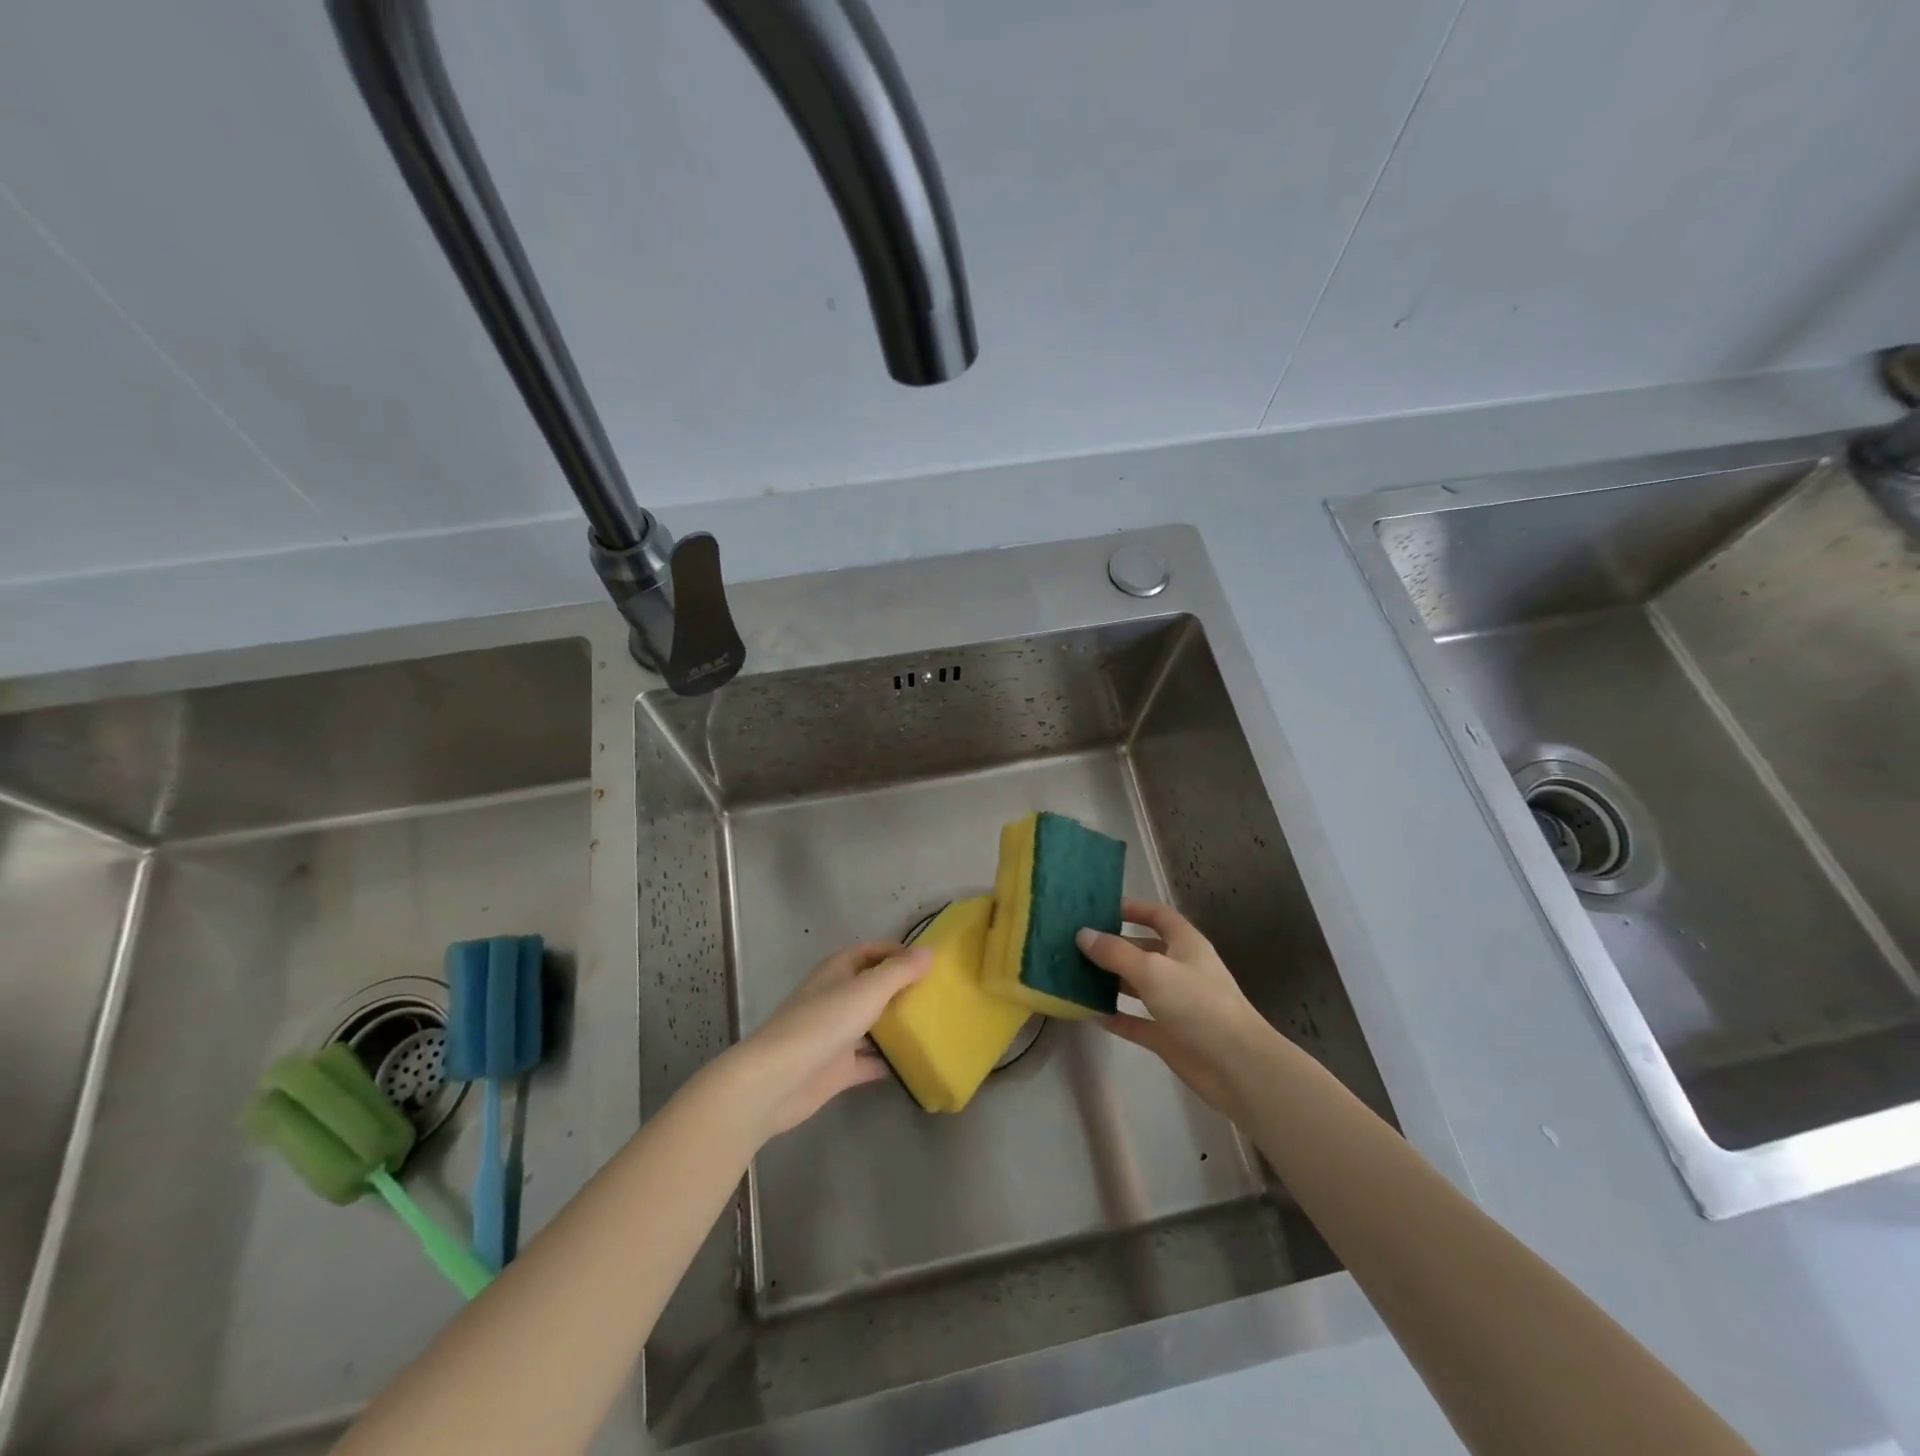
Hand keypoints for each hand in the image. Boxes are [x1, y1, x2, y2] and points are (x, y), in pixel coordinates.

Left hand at [721, 942, 930, 1139]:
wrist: (777, 1080)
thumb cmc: (822, 1023)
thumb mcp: (867, 990)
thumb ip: (899, 971)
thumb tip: (929, 952)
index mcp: (838, 971)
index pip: (872, 952)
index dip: (898, 953)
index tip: (931, 962)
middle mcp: (836, 998)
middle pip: (873, 988)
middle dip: (902, 989)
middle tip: (940, 994)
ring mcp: (836, 1034)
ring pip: (873, 1025)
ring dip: (898, 1026)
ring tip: (936, 1025)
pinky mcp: (837, 1069)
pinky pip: (870, 1061)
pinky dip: (890, 1062)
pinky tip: (918, 1063)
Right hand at [1076, 898, 1274, 1119]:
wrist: (1237, 1067)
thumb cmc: (1198, 1005)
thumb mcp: (1153, 970)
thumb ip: (1115, 952)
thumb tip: (1083, 934)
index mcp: (1186, 945)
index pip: (1159, 916)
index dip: (1133, 908)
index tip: (1100, 909)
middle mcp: (1181, 969)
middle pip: (1143, 950)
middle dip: (1113, 946)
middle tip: (1075, 944)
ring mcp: (1176, 1004)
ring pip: (1138, 986)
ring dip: (1111, 981)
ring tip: (1075, 975)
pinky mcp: (1170, 1036)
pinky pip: (1137, 1021)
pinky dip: (1117, 1017)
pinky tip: (1090, 1013)